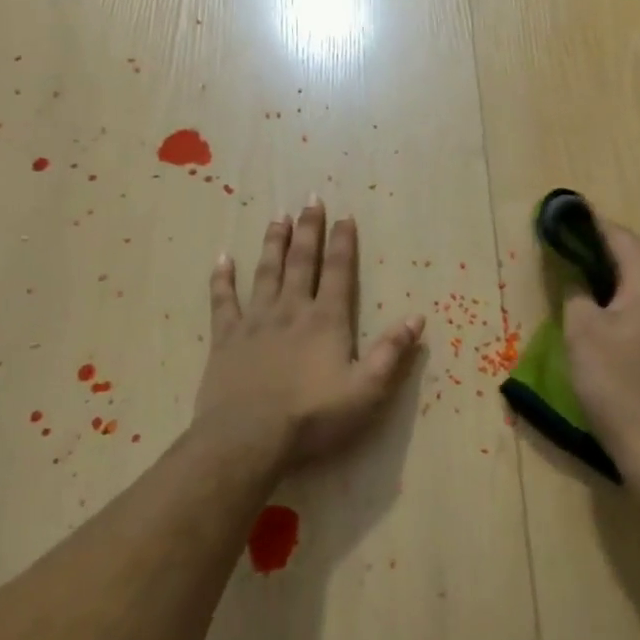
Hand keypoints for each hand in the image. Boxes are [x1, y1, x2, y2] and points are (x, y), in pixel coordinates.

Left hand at [192, 197, 425, 470]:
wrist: (248, 439)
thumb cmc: (312, 418)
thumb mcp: (366, 391)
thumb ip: (391, 353)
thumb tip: (417, 318)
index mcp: (326, 320)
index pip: (337, 271)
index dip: (343, 242)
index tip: (345, 215)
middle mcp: (291, 310)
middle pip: (301, 261)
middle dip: (309, 229)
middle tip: (310, 200)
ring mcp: (255, 321)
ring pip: (266, 272)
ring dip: (273, 243)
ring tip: (278, 217)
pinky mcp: (226, 338)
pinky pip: (223, 301)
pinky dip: (222, 279)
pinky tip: (223, 258)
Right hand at [563, 220, 639, 472]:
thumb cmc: (614, 381)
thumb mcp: (581, 332)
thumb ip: (577, 296)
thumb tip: (579, 284)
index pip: (624, 240)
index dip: (596, 226)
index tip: (572, 219)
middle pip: (639, 264)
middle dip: (606, 256)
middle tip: (573, 254)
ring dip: (618, 285)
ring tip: (588, 288)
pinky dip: (630, 309)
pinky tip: (612, 325)